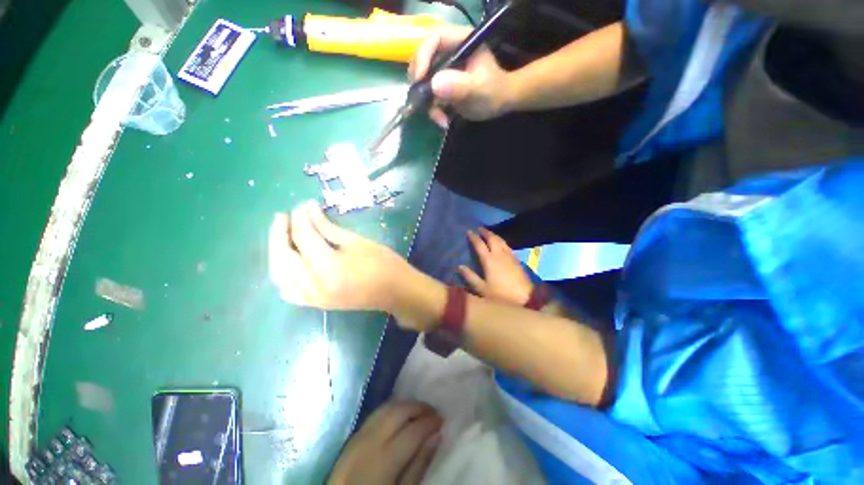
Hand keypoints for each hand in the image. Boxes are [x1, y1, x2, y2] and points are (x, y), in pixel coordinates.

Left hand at [268, 202, 411, 311]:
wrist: (397, 292)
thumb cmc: (384, 263)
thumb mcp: (358, 242)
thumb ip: (328, 227)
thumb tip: (309, 211)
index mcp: (329, 267)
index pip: (304, 238)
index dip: (301, 218)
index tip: (302, 204)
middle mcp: (314, 286)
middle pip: (283, 257)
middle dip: (279, 234)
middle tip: (284, 216)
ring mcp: (313, 298)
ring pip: (280, 276)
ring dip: (278, 254)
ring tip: (284, 236)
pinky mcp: (317, 304)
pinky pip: (289, 290)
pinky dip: (283, 274)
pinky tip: (290, 262)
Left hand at [328, 401, 441, 484]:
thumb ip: (419, 466)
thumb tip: (436, 436)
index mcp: (383, 459)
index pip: (412, 430)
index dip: (430, 422)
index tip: (442, 420)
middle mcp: (370, 440)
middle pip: (399, 411)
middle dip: (419, 407)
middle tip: (433, 413)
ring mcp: (359, 435)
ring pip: (387, 407)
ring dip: (406, 405)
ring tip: (419, 411)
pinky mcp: (353, 435)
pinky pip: (376, 413)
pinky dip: (392, 409)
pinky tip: (400, 416)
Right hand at [408, 26, 511, 127]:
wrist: (500, 104)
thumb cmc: (494, 92)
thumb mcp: (479, 89)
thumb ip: (460, 86)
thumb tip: (434, 84)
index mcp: (461, 41)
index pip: (434, 39)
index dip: (423, 57)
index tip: (419, 79)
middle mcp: (450, 52)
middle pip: (424, 60)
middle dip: (421, 83)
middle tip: (420, 100)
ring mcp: (445, 69)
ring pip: (425, 81)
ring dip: (428, 103)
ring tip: (440, 119)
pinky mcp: (443, 85)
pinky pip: (430, 95)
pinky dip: (433, 109)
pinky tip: (443, 120)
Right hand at [459, 228, 533, 305]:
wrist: (525, 297)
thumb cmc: (501, 294)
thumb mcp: (482, 289)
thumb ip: (470, 277)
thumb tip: (459, 266)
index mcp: (489, 260)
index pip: (480, 244)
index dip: (474, 237)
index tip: (469, 231)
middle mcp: (499, 254)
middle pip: (492, 238)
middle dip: (485, 232)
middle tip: (479, 228)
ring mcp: (510, 256)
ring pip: (501, 240)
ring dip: (494, 235)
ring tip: (489, 233)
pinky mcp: (517, 259)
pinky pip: (507, 245)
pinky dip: (501, 241)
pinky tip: (501, 244)